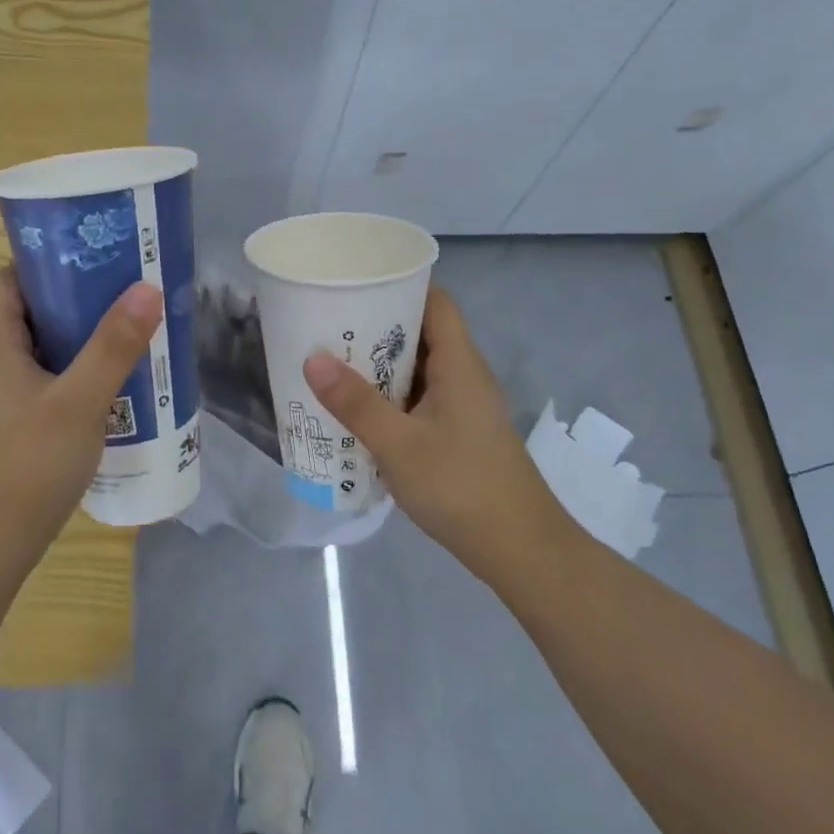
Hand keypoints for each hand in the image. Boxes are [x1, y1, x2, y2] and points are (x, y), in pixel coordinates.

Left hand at [0, 268, 162, 562]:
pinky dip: (76, 376)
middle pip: (32, 313)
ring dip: (82, 341)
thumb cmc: (26, 465)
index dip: (50, 263)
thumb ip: (113, 346)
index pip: (12, 279)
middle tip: (128, 296)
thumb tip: (146, 287)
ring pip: (42, 351)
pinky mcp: (10, 426)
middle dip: (79, 301)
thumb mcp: (79, 401)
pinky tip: (114, 389)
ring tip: (131, 336)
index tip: (97, 258)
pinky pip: (46, 383)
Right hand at [302, 287, 576, 576]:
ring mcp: (465, 405)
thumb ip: (355, 403)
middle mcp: (466, 375)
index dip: (400, 285)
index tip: (356, 283)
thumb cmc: (461, 486)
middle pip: (423, 332)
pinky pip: (421, 397)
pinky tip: (360, 410)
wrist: (520, 550)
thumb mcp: (398, 445)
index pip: (436, 301)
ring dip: (381, 365)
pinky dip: (392, 395)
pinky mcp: (461, 432)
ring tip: (334, 362)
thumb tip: (312, 359)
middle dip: (378, 326)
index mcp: (459, 363)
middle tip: (330, 324)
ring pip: (420, 368)